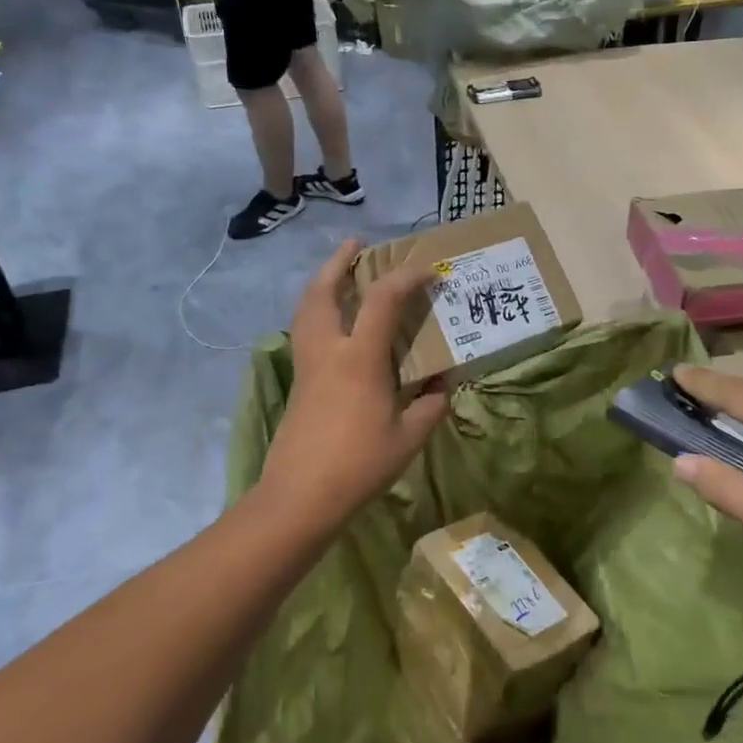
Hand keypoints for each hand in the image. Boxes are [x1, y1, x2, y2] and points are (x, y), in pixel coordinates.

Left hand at [256, 240, 449, 530]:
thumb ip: (429, 406)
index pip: (382, 300)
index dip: (405, 278)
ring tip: (338, 274)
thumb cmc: (359, 465)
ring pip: (306, 309)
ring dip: (321, 283)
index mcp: (359, 358)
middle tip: (354, 246)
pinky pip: (305, 331)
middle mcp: (328, 351)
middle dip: (339, 263)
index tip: (426, 270)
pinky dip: (316, 311)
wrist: (300, 496)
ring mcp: (307, 366)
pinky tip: (332, 323)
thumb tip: (443, 386)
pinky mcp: (299, 383)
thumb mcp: (407, 438)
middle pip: (324, 291)